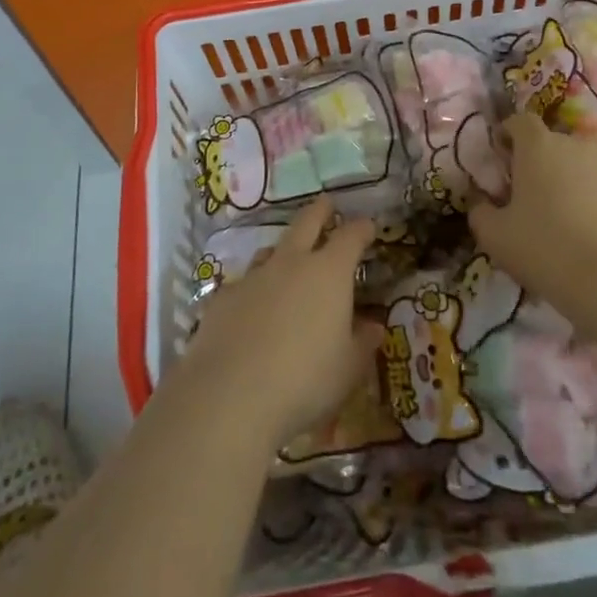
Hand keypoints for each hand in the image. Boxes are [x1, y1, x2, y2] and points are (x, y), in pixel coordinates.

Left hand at [175, 197, 383, 451]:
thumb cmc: (305, 380)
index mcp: (329, 273)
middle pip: (306, 222)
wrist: (231, 394)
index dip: (361, 228)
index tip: (368, 226)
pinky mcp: (223, 297)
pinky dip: (255, 288)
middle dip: (319, 211)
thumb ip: (362, 343)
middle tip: (326, 203)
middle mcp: (291, 263)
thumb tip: (373, 326)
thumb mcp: (348, 369)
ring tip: (289, 255)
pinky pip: (244, 283)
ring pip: (271, 249)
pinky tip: (253, 307)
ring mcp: (253, 276)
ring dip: (284, 249)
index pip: (350, 236)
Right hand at [470, 112, 596, 305]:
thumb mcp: (494, 236)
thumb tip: (482, 203)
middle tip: (530, 197)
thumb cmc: (545, 249)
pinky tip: (595, 235)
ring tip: (565, 218)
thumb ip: (480, 211)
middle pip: (552, 144)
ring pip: (583, 166)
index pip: (519, 121)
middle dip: (539, 163)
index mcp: (538, 146)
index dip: (508, 135)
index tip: (502, 158)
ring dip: (571, 181)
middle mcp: (576, 146)